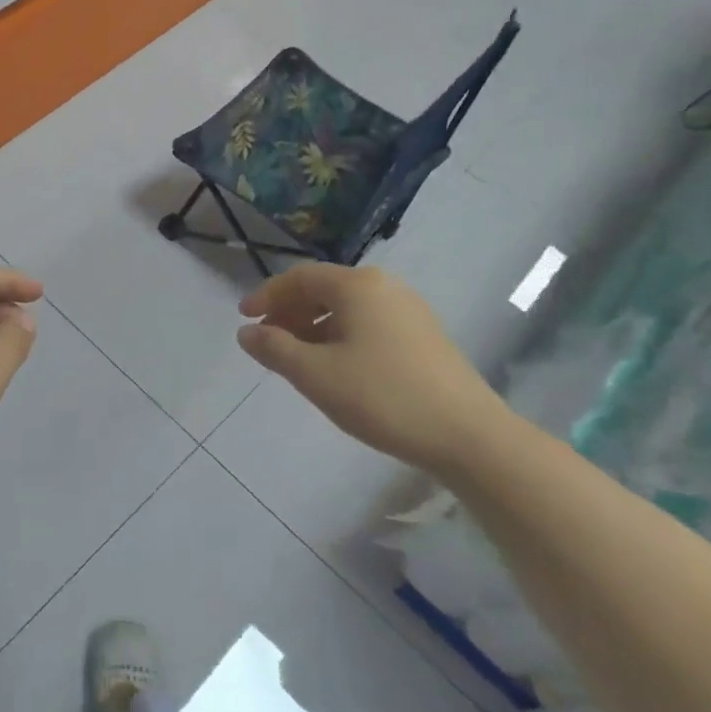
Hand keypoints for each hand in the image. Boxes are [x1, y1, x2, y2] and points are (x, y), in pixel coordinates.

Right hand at [236, 264, 509, 475]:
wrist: (467, 434)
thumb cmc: (382, 397)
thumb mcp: (316, 375)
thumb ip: (275, 349)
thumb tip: (246, 332)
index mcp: (358, 286)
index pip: (300, 277)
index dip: (267, 295)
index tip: (243, 318)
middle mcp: (385, 287)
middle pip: (325, 289)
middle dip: (290, 311)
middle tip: (267, 340)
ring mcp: (409, 310)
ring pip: (347, 309)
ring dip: (314, 326)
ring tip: (297, 358)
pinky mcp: (423, 335)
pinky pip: (368, 324)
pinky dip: (340, 336)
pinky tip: (336, 368)